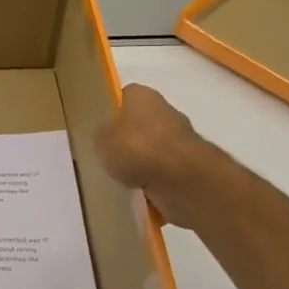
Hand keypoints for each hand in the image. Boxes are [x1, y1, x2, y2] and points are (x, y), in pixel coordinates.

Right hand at [94, 84, 216, 228]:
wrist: (180, 178)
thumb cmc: (136, 147)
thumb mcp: (101, 139)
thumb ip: (102, 136)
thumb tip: (108, 139)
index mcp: (142, 95)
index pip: (123, 97)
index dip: (111, 112)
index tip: (100, 129)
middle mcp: (164, 110)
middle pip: (139, 124)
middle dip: (127, 140)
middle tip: (108, 156)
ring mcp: (180, 139)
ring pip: (152, 149)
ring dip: (140, 163)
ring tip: (120, 179)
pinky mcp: (189, 165)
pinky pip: (163, 172)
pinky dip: (153, 182)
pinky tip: (138, 193)